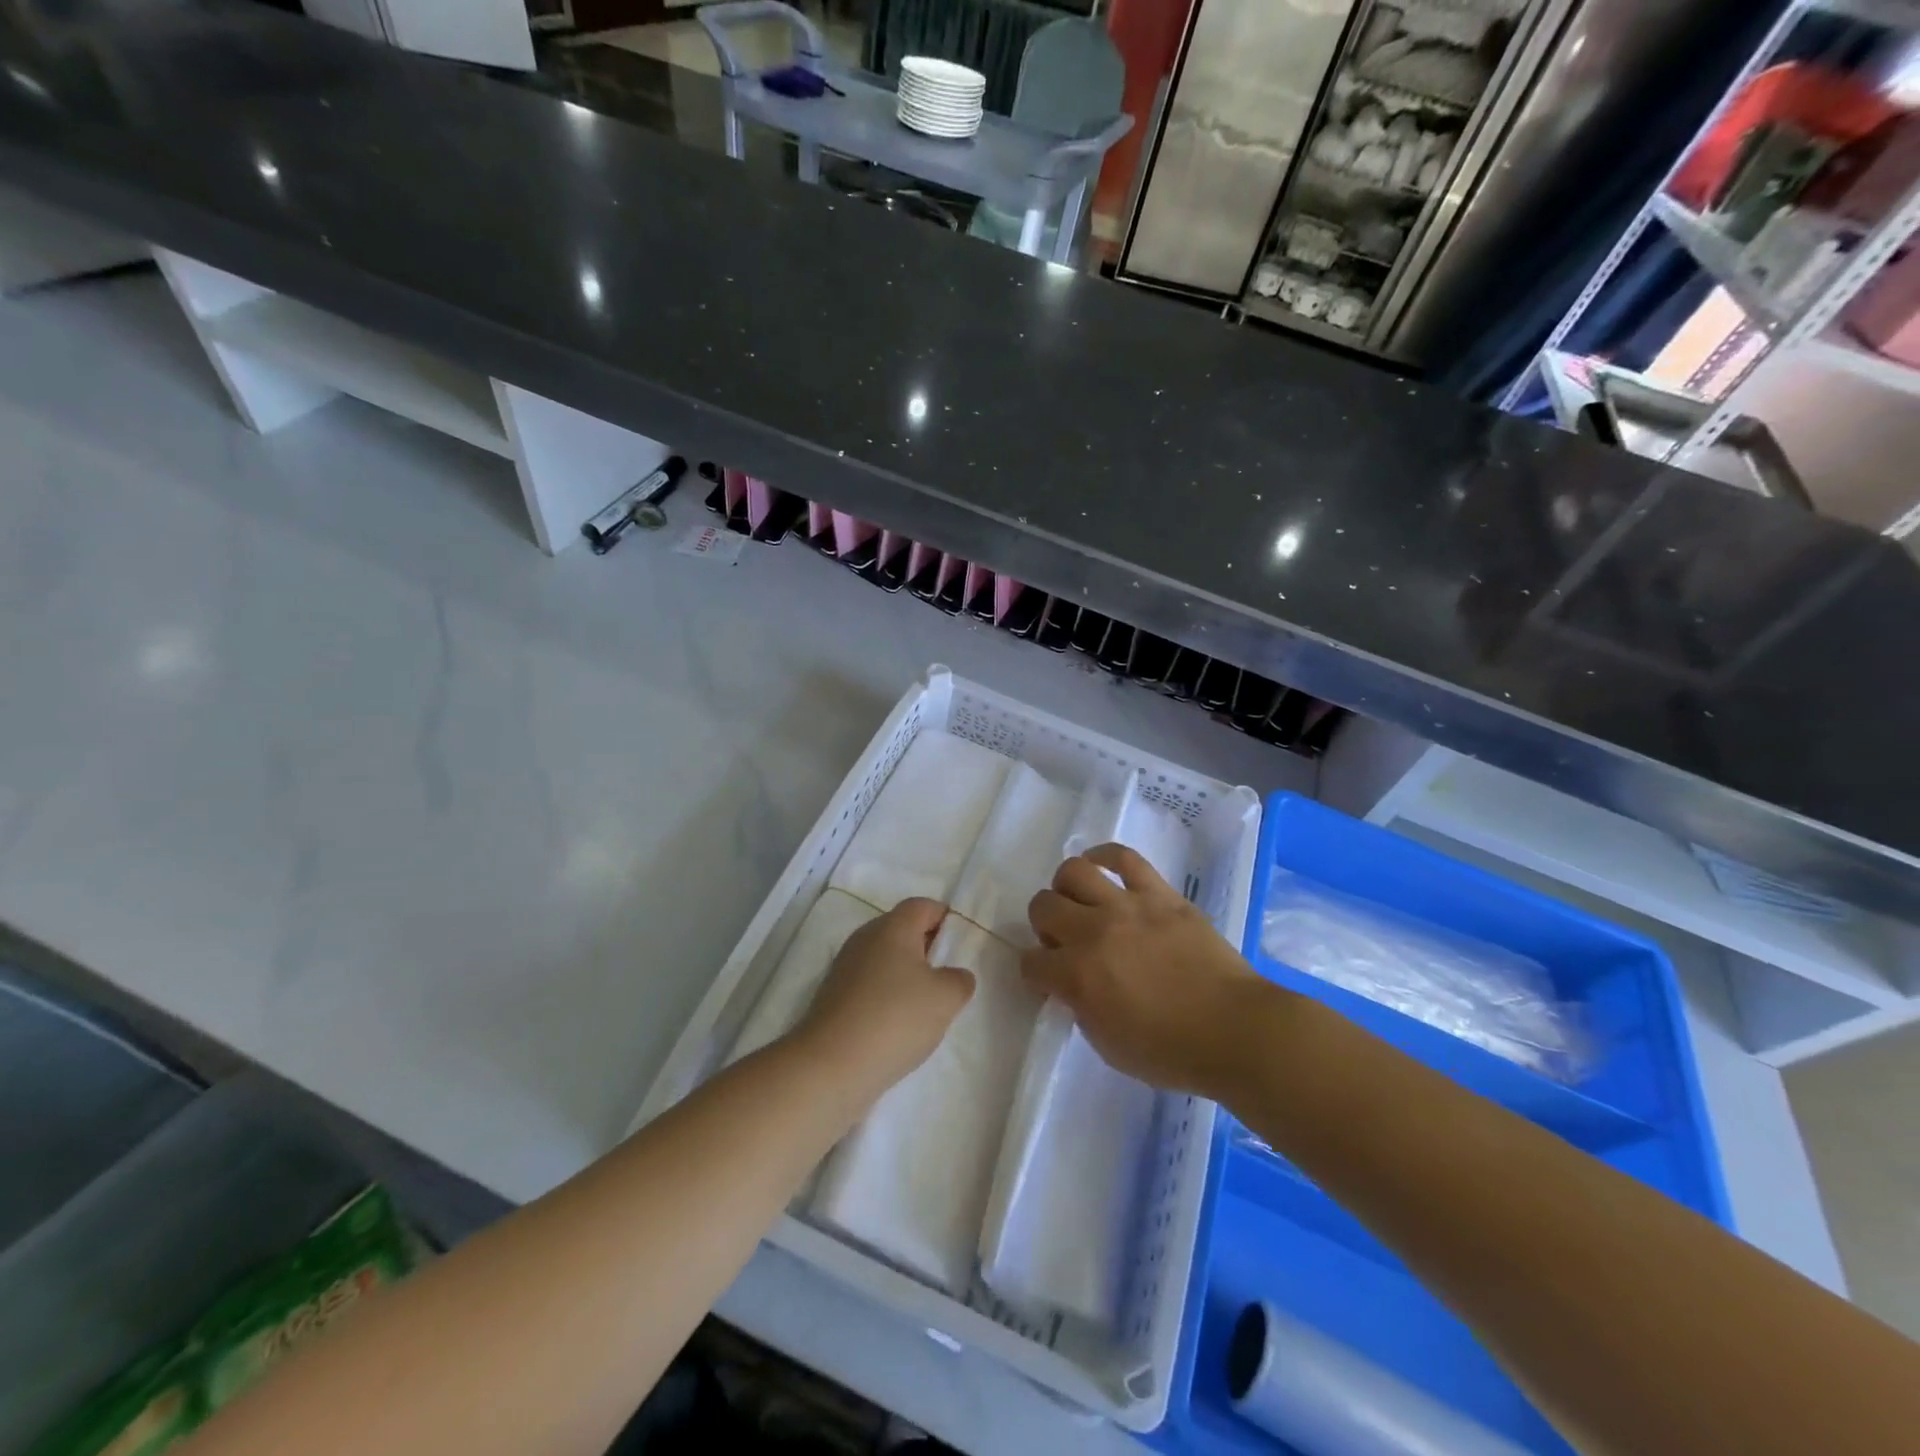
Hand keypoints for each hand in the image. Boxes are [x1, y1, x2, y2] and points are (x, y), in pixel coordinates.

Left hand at [793, 898, 974, 1099]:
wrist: (831, 1065)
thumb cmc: (895, 1018)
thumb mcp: (946, 998)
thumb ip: (960, 980)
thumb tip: (955, 976)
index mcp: (892, 927)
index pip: (923, 906)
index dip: (945, 919)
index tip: (961, 945)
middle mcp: (865, 938)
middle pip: (902, 930)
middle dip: (927, 948)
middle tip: (948, 977)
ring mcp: (845, 967)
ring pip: (885, 958)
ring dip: (907, 975)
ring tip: (926, 1006)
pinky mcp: (834, 996)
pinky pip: (870, 984)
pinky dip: (887, 996)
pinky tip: (898, 1025)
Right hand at [1024, 844, 1266, 1096]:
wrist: (1235, 1030)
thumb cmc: (1171, 1051)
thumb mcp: (1108, 1045)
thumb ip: (1080, 1008)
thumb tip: (1072, 984)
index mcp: (1077, 977)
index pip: (1031, 962)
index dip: (1035, 973)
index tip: (1049, 980)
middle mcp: (1094, 932)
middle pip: (1043, 906)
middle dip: (1044, 925)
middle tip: (1064, 940)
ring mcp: (1128, 906)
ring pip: (1073, 871)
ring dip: (1066, 888)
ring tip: (1079, 902)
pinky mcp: (1159, 893)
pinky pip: (1124, 857)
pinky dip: (1104, 856)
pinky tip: (1099, 866)